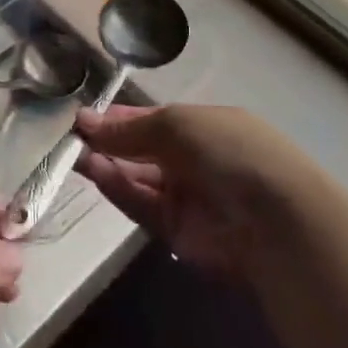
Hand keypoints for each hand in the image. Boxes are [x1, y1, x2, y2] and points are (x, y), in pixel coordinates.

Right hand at [75, 104, 301, 278]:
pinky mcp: (177, 231)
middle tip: (72, 137)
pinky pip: (141, 204)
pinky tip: (94, 171)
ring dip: (108, 164)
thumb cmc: (228, 151)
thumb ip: (128, 128)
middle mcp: (195, 160)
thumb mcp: (177, 124)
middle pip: (143, 149)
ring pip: (137, 178)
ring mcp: (187, 197)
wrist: (274, 220)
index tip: (85, 116)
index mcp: (204, 126)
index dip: (121, 117)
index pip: (154, 119)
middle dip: (110, 142)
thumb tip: (84, 121)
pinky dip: (117, 188)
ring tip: (74, 153)